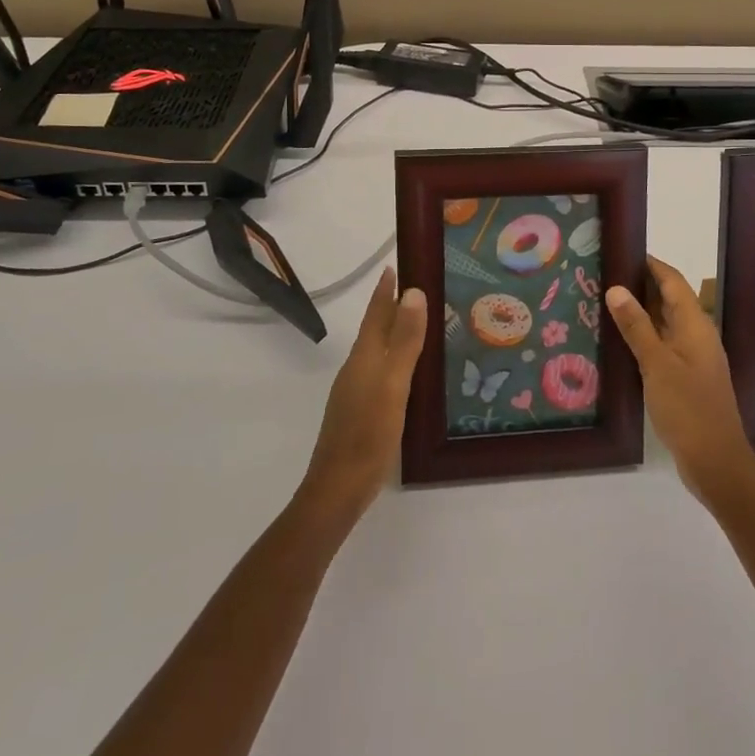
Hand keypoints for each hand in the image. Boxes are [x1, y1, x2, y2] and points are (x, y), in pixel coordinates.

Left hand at [297, 267, 427, 526]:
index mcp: (364, 357)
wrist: (337, 489)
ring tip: (417, 324)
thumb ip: (404, 340)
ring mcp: (355, 391)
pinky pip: (380, 371)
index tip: (394, 266)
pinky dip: (394, 359)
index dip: (385, 291)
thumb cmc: (369, 433)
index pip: (376, 313)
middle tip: (415, 288)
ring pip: (377, 350)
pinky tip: (408, 372)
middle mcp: (357, 368)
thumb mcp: (393, 384)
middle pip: (375, 329)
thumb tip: (413, 291)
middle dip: (391, 307)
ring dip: (393, 333)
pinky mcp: (360, 412)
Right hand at [607, 255, 754, 503]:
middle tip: (603, 275)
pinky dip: (643, 337)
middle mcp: (696, 335)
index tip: (620, 250)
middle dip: (640, 285)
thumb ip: (637, 326)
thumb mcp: (657, 364)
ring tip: (603, 302)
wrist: (716, 463)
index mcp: (695, 325)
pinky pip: (663, 345)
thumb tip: (617, 287)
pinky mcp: (686, 378)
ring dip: (639, 312)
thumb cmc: (688, 408)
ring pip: (664, 323)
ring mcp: (692, 358)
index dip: (649, 263)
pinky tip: (619, 342)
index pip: (672, 280)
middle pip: (669, 299)